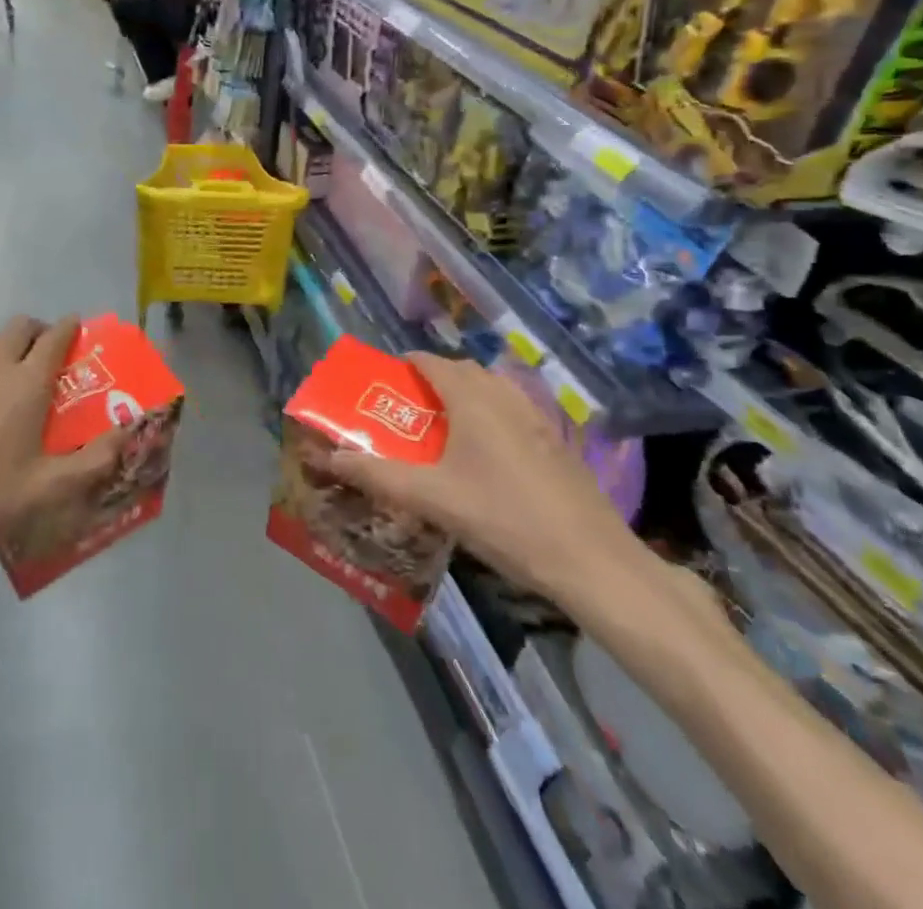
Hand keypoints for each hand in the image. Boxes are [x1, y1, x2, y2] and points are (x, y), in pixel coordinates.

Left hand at [0, 316, 123, 565]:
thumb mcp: (51, 488)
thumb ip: (96, 459)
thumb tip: (129, 431)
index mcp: (27, 383)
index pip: (55, 335)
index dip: (70, 327)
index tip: (78, 330)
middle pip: (19, 326)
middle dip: (38, 332)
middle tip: (47, 357)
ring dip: (6, 348)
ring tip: (11, 379)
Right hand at [326, 353, 652, 607]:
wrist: (591, 560)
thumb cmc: (503, 518)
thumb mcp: (432, 499)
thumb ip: (378, 475)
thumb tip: (331, 458)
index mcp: (472, 398)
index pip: (430, 362)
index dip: (404, 365)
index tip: (383, 383)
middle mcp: (504, 395)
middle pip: (461, 371)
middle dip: (432, 380)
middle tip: (408, 410)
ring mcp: (536, 416)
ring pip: (491, 389)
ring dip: (464, 396)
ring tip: (444, 431)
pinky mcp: (556, 441)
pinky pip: (512, 410)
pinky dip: (491, 416)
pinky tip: (487, 457)